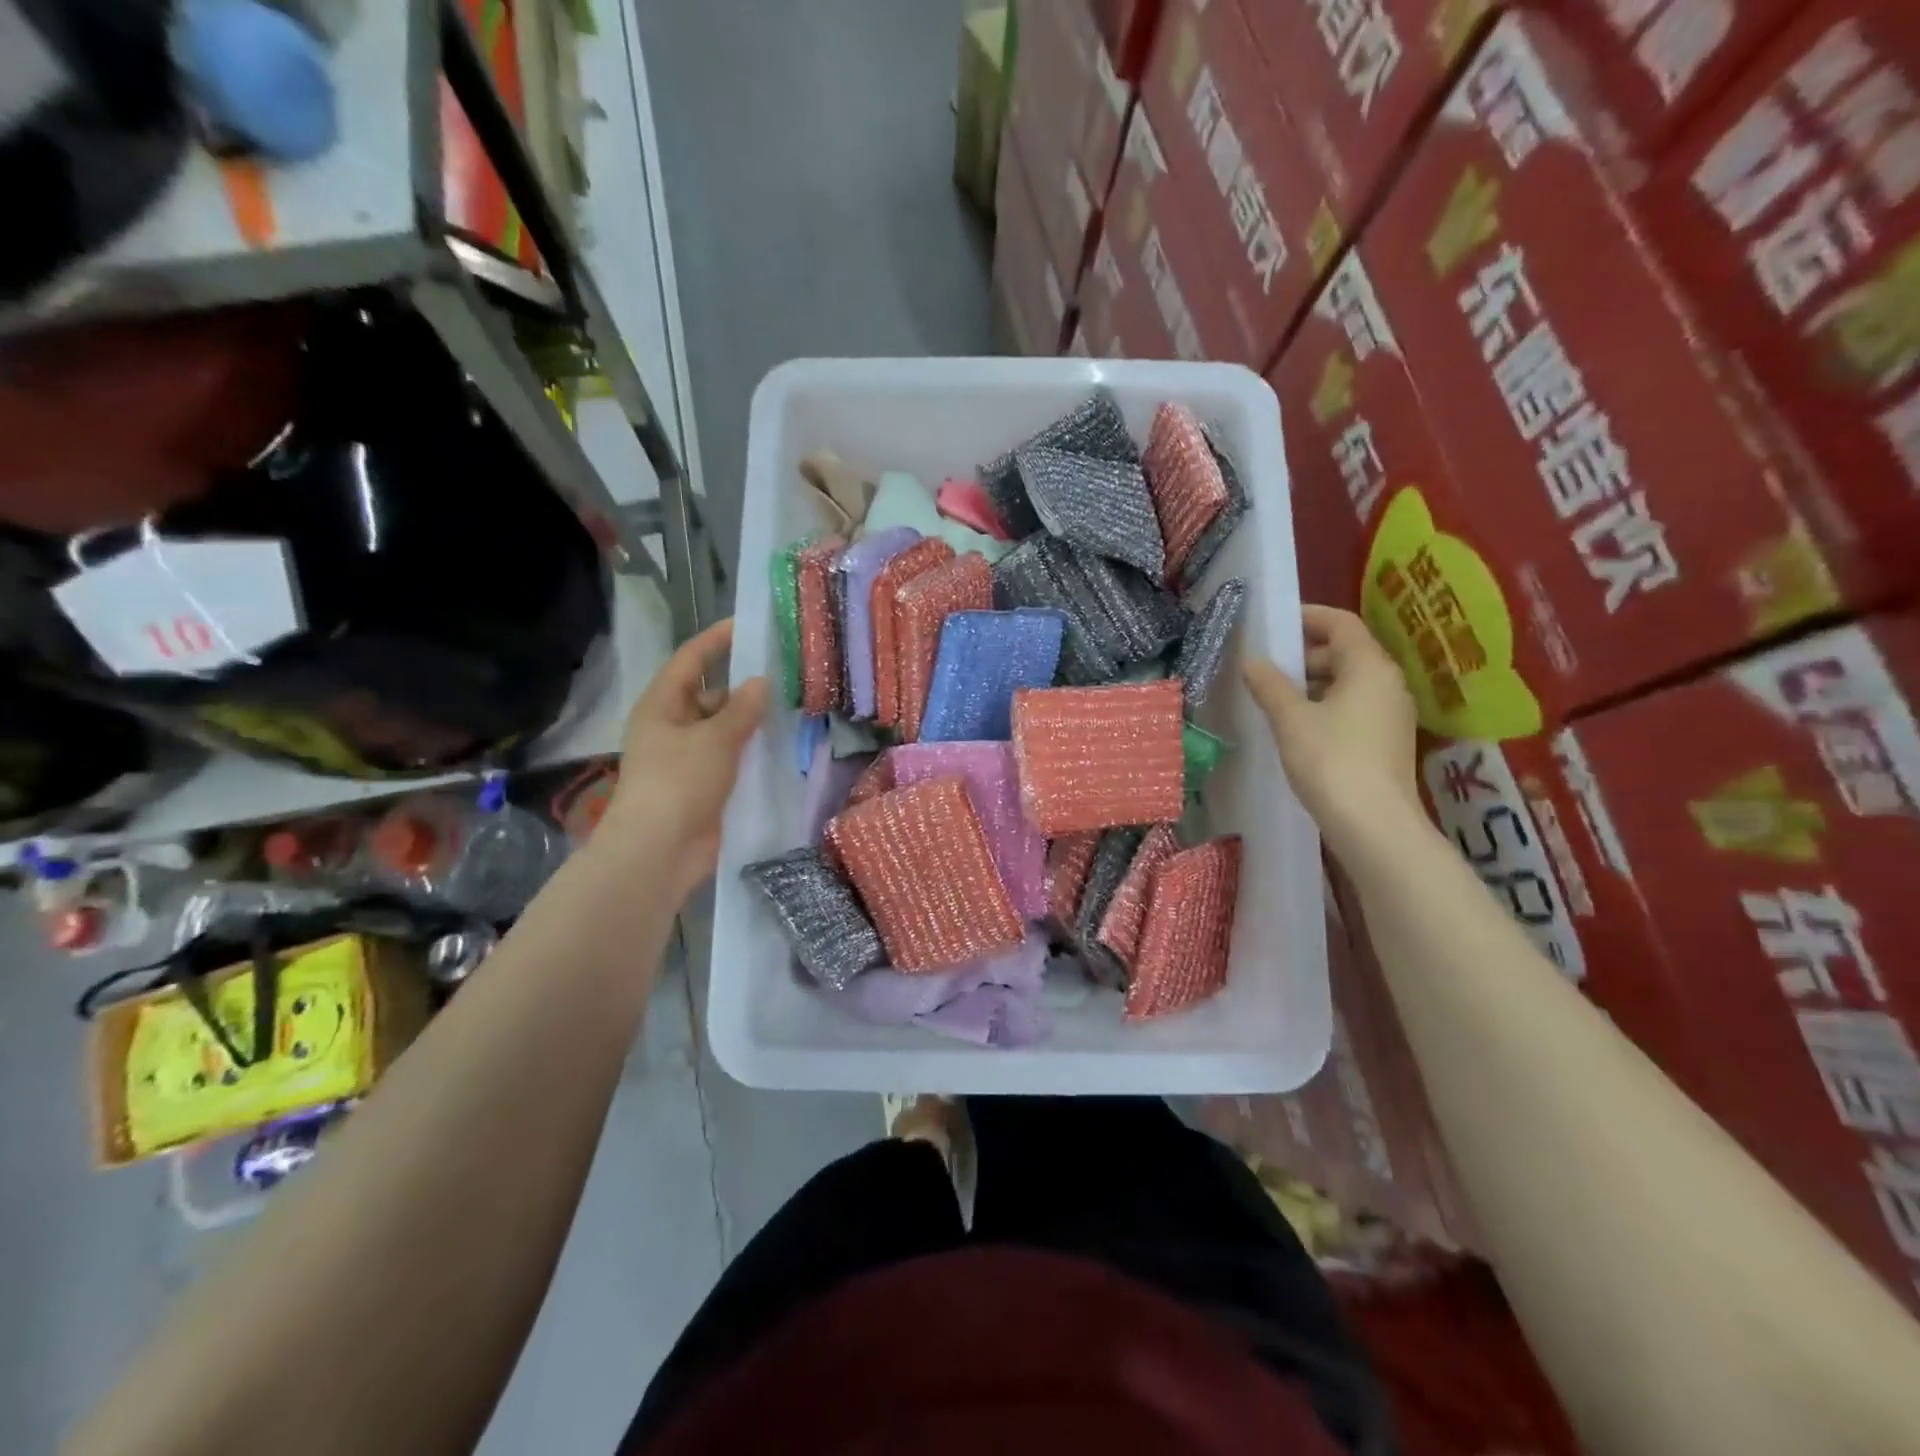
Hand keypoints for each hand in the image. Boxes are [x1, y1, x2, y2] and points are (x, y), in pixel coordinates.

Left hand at [601, 618, 768, 898]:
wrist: (659, 852)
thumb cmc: (679, 783)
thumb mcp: (715, 739)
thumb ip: (742, 709)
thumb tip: (761, 682)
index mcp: (662, 705)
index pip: (691, 660)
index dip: (717, 641)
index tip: (748, 626)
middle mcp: (672, 726)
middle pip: (711, 695)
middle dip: (745, 687)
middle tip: (787, 677)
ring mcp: (688, 758)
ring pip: (725, 729)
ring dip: (752, 722)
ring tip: (795, 709)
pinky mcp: (704, 785)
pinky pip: (732, 758)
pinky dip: (752, 751)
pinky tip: (784, 747)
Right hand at [1243, 606, 1421, 857]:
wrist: (1374, 824)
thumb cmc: (1331, 761)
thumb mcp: (1290, 719)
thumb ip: (1269, 685)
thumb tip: (1252, 661)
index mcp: (1369, 666)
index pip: (1341, 623)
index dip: (1308, 617)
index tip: (1275, 623)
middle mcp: (1388, 682)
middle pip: (1346, 651)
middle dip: (1305, 654)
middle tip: (1266, 667)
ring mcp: (1392, 712)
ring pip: (1349, 681)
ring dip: (1313, 682)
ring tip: (1274, 698)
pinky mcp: (1387, 739)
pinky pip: (1354, 706)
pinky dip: (1325, 704)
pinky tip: (1297, 725)